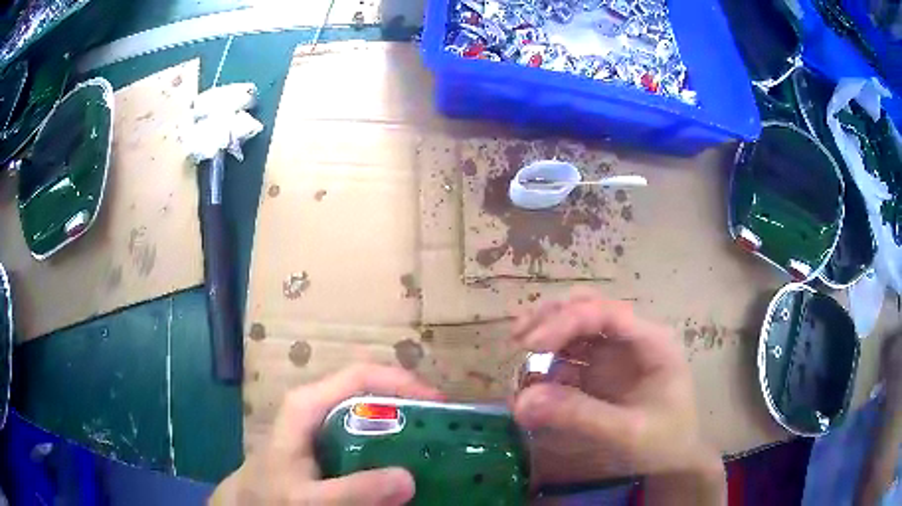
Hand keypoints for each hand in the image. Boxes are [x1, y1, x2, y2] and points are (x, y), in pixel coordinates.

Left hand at [210, 364, 442, 504]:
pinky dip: (392, 443)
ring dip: (405, 425)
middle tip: (446, 429)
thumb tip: (408, 478)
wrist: (251, 501)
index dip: (402, 383)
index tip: (439, 404)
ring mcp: (324, 422)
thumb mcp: (310, 499)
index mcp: (309, 404)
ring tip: (435, 443)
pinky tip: (407, 462)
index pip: (361, 376)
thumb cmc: (272, 493)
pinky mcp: (330, 441)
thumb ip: (353, 491)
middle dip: (411, 405)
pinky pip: (368, 434)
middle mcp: (319, 404)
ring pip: (372, 412)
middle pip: (372, 391)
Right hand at [511, 291, 724, 503]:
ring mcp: (614, 353)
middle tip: (520, 339)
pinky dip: (548, 359)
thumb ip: (580, 416)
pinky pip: (570, 354)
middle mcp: (631, 338)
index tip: (531, 345)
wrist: (675, 459)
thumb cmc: (664, 442)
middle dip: (552, 317)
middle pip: (588, 308)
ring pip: (576, 325)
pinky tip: (532, 374)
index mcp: (651, 342)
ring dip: (546, 331)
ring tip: (519, 348)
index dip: (566, 321)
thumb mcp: (628, 433)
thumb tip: (523, 401)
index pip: (607, 313)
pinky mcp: (600, 370)